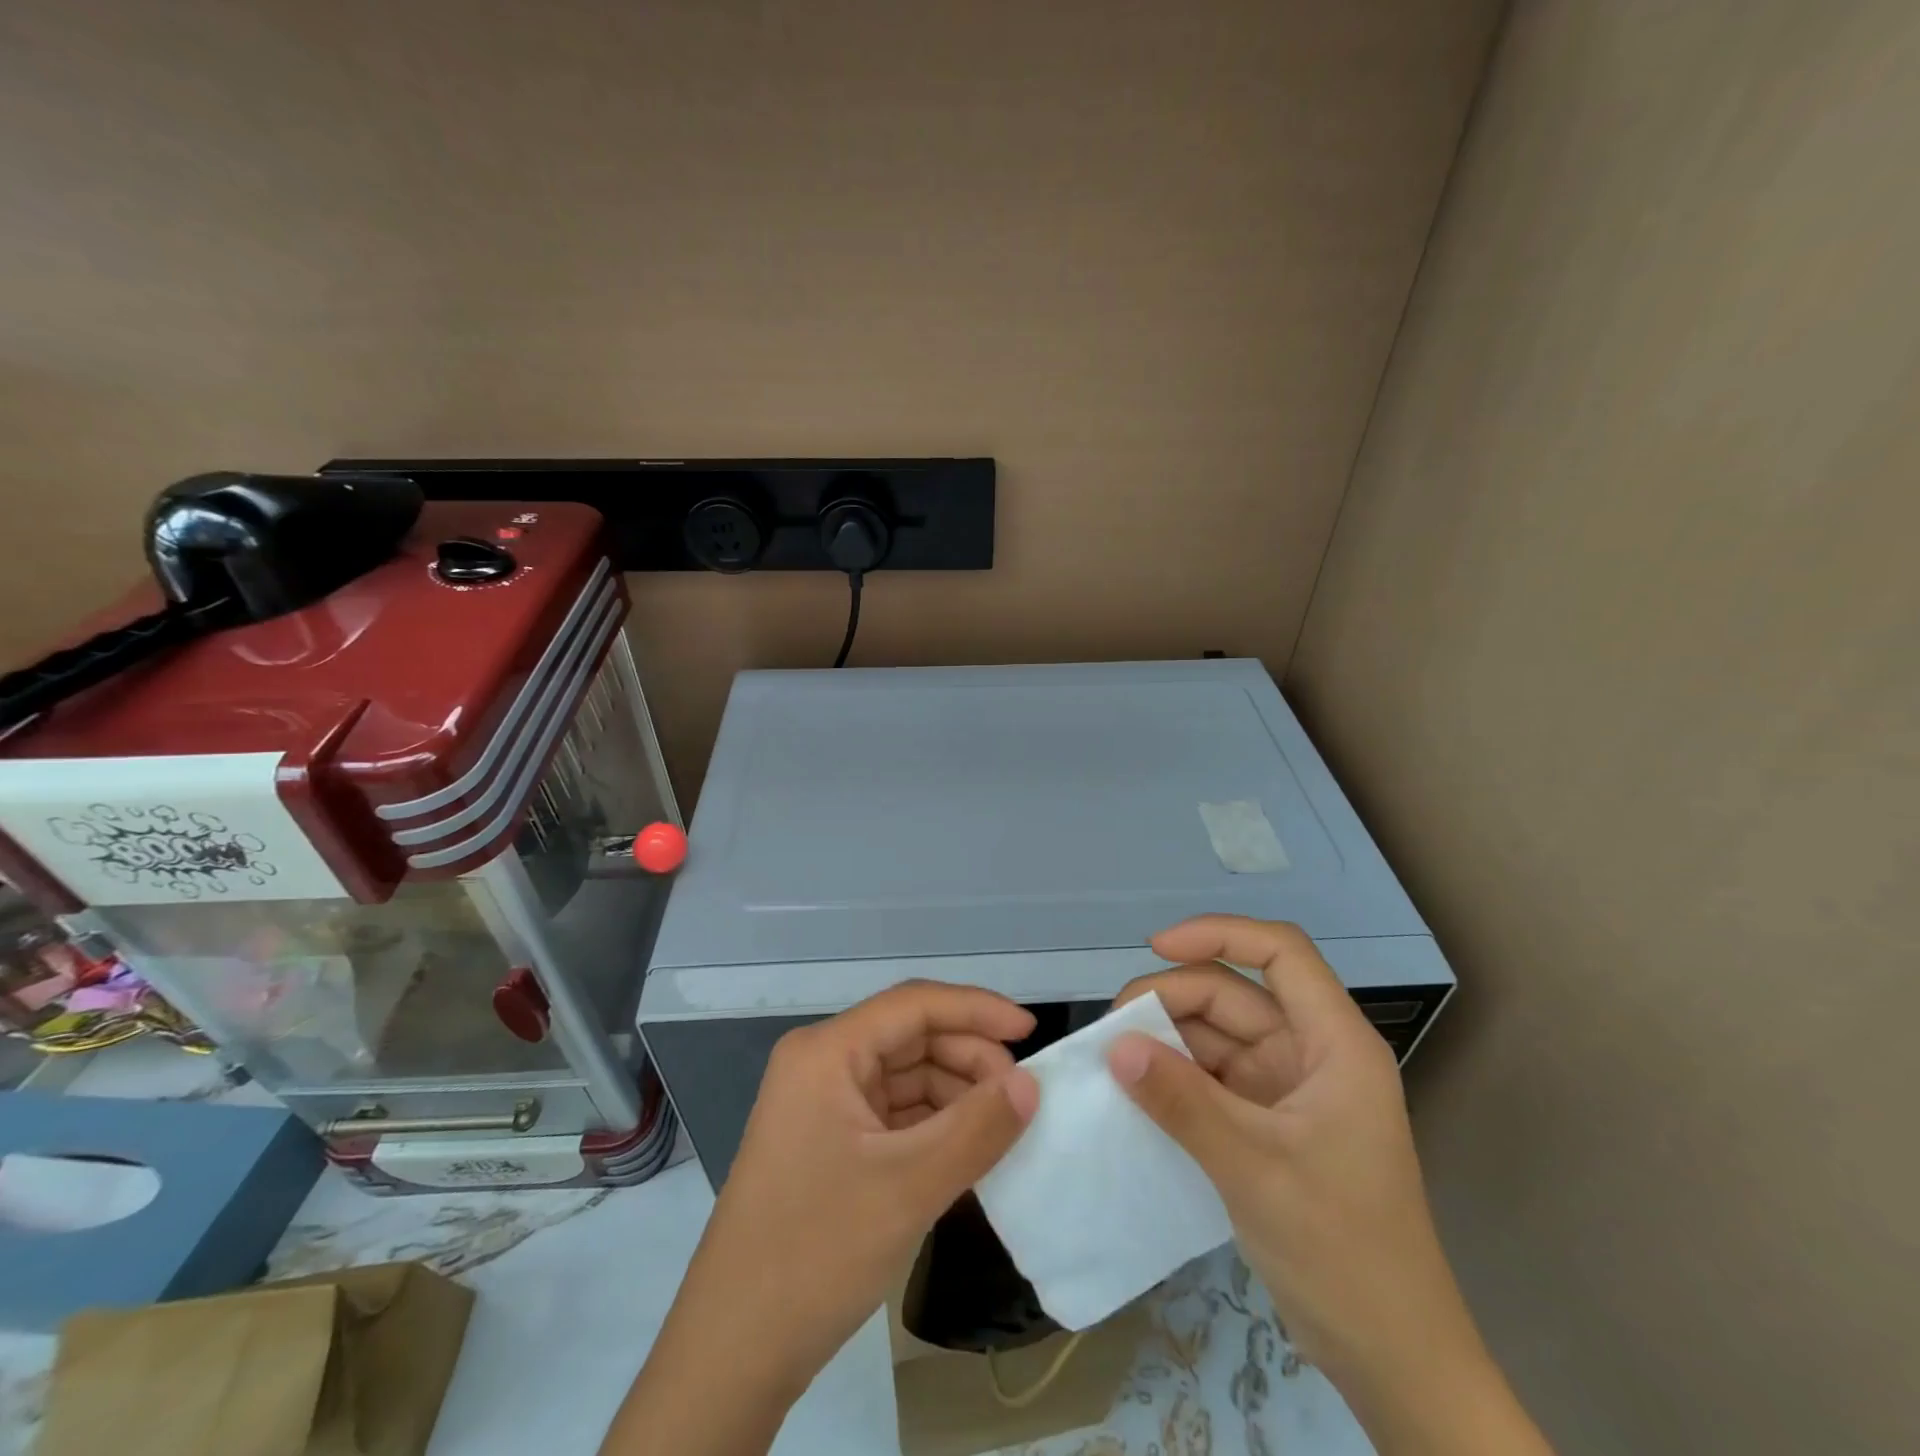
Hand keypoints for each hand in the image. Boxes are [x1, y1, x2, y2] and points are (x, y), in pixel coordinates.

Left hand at [602, 981, 1038, 1455]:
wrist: (733, 1353)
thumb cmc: (816, 1252)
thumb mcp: (909, 1187)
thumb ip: (978, 1128)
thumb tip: (1032, 1083)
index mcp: (827, 1052)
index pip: (914, 1006)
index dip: (978, 1010)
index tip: (1031, 1032)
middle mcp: (822, 1064)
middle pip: (911, 1038)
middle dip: (969, 1059)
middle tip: (1022, 1096)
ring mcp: (823, 1104)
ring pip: (906, 1077)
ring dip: (956, 1094)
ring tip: (1003, 1126)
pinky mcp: (829, 1142)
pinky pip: (893, 1114)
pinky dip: (934, 1125)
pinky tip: (969, 1148)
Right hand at [1109, 916, 1549, 1454]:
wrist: (1390, 1359)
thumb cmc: (1342, 1251)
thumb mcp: (1255, 1170)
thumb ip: (1183, 1102)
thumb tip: (1116, 1047)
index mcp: (1335, 1044)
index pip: (1281, 953)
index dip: (1219, 934)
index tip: (1156, 948)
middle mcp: (1312, 1053)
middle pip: (1236, 994)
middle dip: (1174, 998)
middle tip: (1114, 1028)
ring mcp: (1289, 1088)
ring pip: (1218, 1035)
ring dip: (1168, 1039)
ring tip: (1115, 1058)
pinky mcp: (1268, 1122)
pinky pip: (1213, 1077)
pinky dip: (1175, 1077)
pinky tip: (1137, 1088)